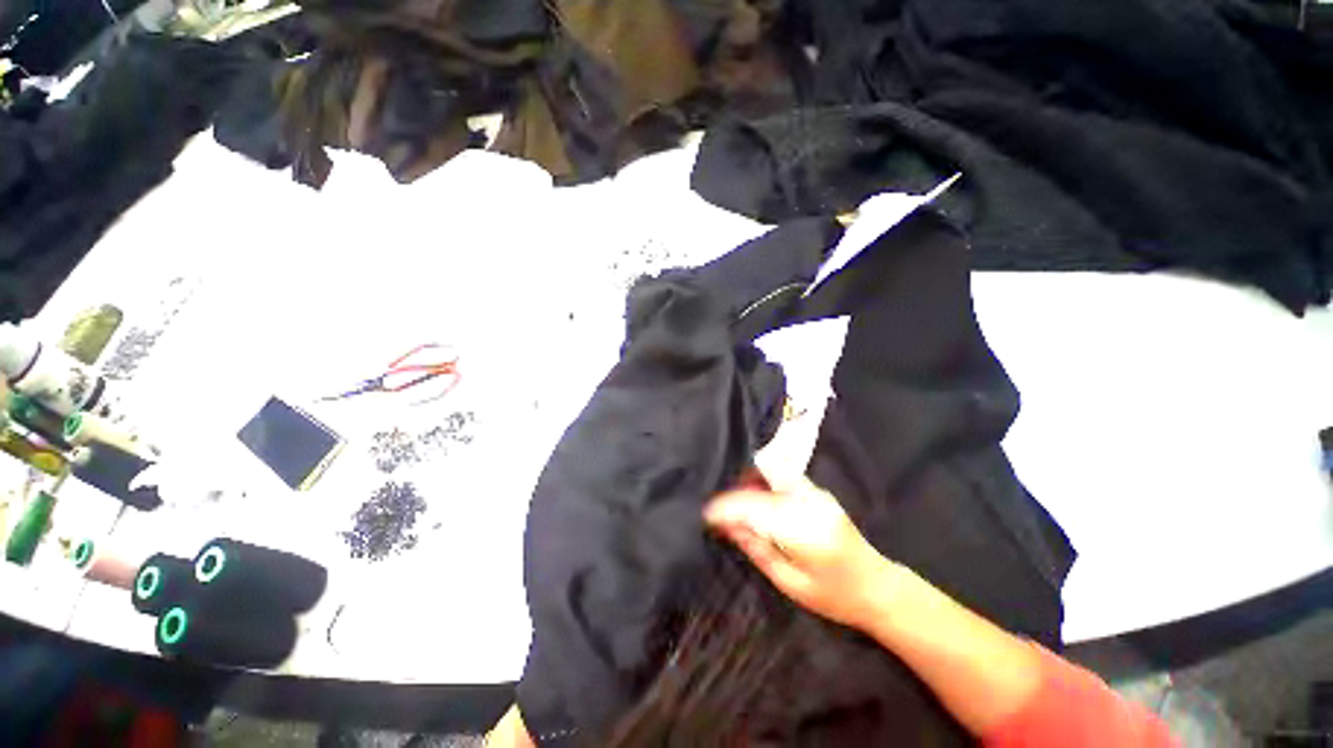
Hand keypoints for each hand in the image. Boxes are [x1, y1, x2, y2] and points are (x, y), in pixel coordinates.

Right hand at [704, 476, 893, 630]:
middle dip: (735, 496)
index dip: (727, 508)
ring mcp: (817, 494)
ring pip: (771, 475)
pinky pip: (782, 478)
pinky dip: (763, 484)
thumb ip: (757, 548)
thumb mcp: (789, 582)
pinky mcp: (818, 491)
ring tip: (734, 505)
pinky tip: (756, 498)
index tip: (706, 514)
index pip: (755, 509)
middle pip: (760, 488)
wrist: (878, 587)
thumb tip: (727, 526)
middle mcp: (810, 504)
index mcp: (804, 532)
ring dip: (748, 485)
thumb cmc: (834, 597)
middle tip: (718, 512)